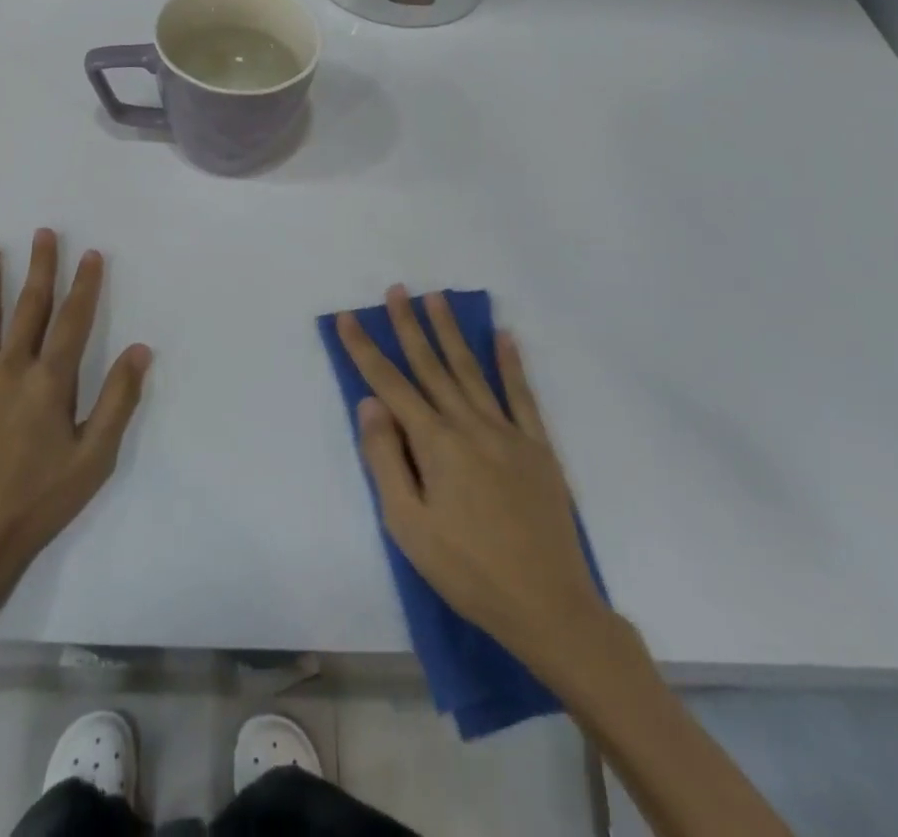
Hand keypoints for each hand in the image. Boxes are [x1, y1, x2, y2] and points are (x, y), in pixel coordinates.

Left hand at [0, 230, 150, 622]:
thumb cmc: (35, 503)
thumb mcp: (93, 459)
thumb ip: (118, 400)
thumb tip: (139, 349)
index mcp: (49, 382)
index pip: (73, 320)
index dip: (85, 285)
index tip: (91, 253)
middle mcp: (10, 368)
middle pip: (30, 307)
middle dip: (41, 268)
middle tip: (44, 232)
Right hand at [339, 288, 609, 673]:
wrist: (549, 607)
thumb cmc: (467, 570)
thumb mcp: (408, 526)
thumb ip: (385, 459)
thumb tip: (370, 403)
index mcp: (435, 443)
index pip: (390, 384)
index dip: (366, 349)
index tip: (348, 318)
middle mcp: (469, 425)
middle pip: (431, 366)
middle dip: (410, 326)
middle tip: (397, 290)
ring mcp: (507, 432)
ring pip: (472, 370)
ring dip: (451, 332)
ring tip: (437, 298)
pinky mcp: (538, 447)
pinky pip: (522, 395)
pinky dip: (511, 363)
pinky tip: (504, 336)